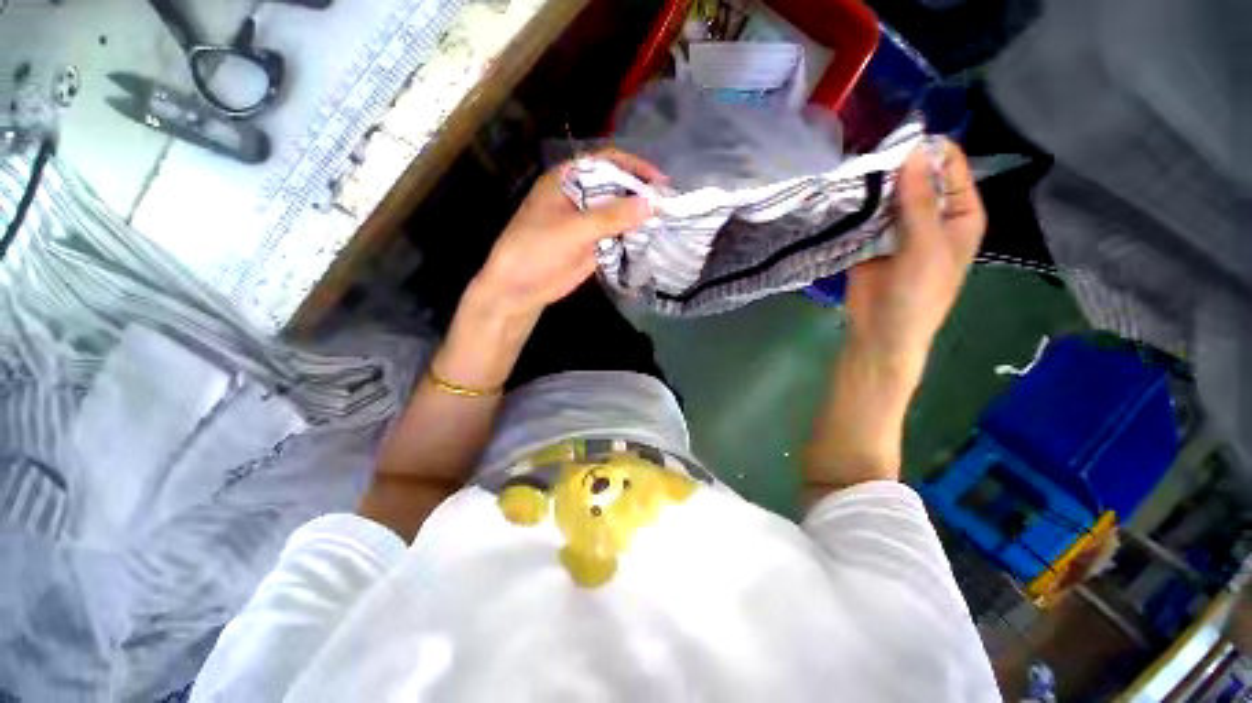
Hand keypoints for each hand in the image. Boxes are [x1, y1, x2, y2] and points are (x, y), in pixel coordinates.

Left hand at [475, 149, 664, 317]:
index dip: (634, 167)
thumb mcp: (572, 230)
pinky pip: (618, 235)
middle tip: (668, 206)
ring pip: (619, 213)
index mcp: (568, 179)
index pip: (606, 162)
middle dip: (641, 194)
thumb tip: (651, 203)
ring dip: (639, 217)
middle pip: (617, 187)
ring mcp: (588, 222)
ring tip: (666, 223)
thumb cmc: (536, 249)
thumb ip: (610, 217)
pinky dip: (633, 237)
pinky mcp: (593, 244)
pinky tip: (650, 240)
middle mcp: (581, 196)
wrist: (519, 287)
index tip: (659, 182)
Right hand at [843, 138, 985, 370]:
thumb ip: (918, 202)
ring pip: (887, 194)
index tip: (897, 137)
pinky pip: (865, 214)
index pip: (950, 167)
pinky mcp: (869, 239)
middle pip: (915, 177)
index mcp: (959, 213)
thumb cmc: (917, 295)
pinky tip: (840, 192)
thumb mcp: (925, 248)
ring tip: (848, 168)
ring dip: (872, 184)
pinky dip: (856, 204)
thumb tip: (910, 152)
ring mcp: (898, 227)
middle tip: (865, 151)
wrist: (880, 332)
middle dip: (894, 164)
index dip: (928, 150)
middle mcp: (931, 215)